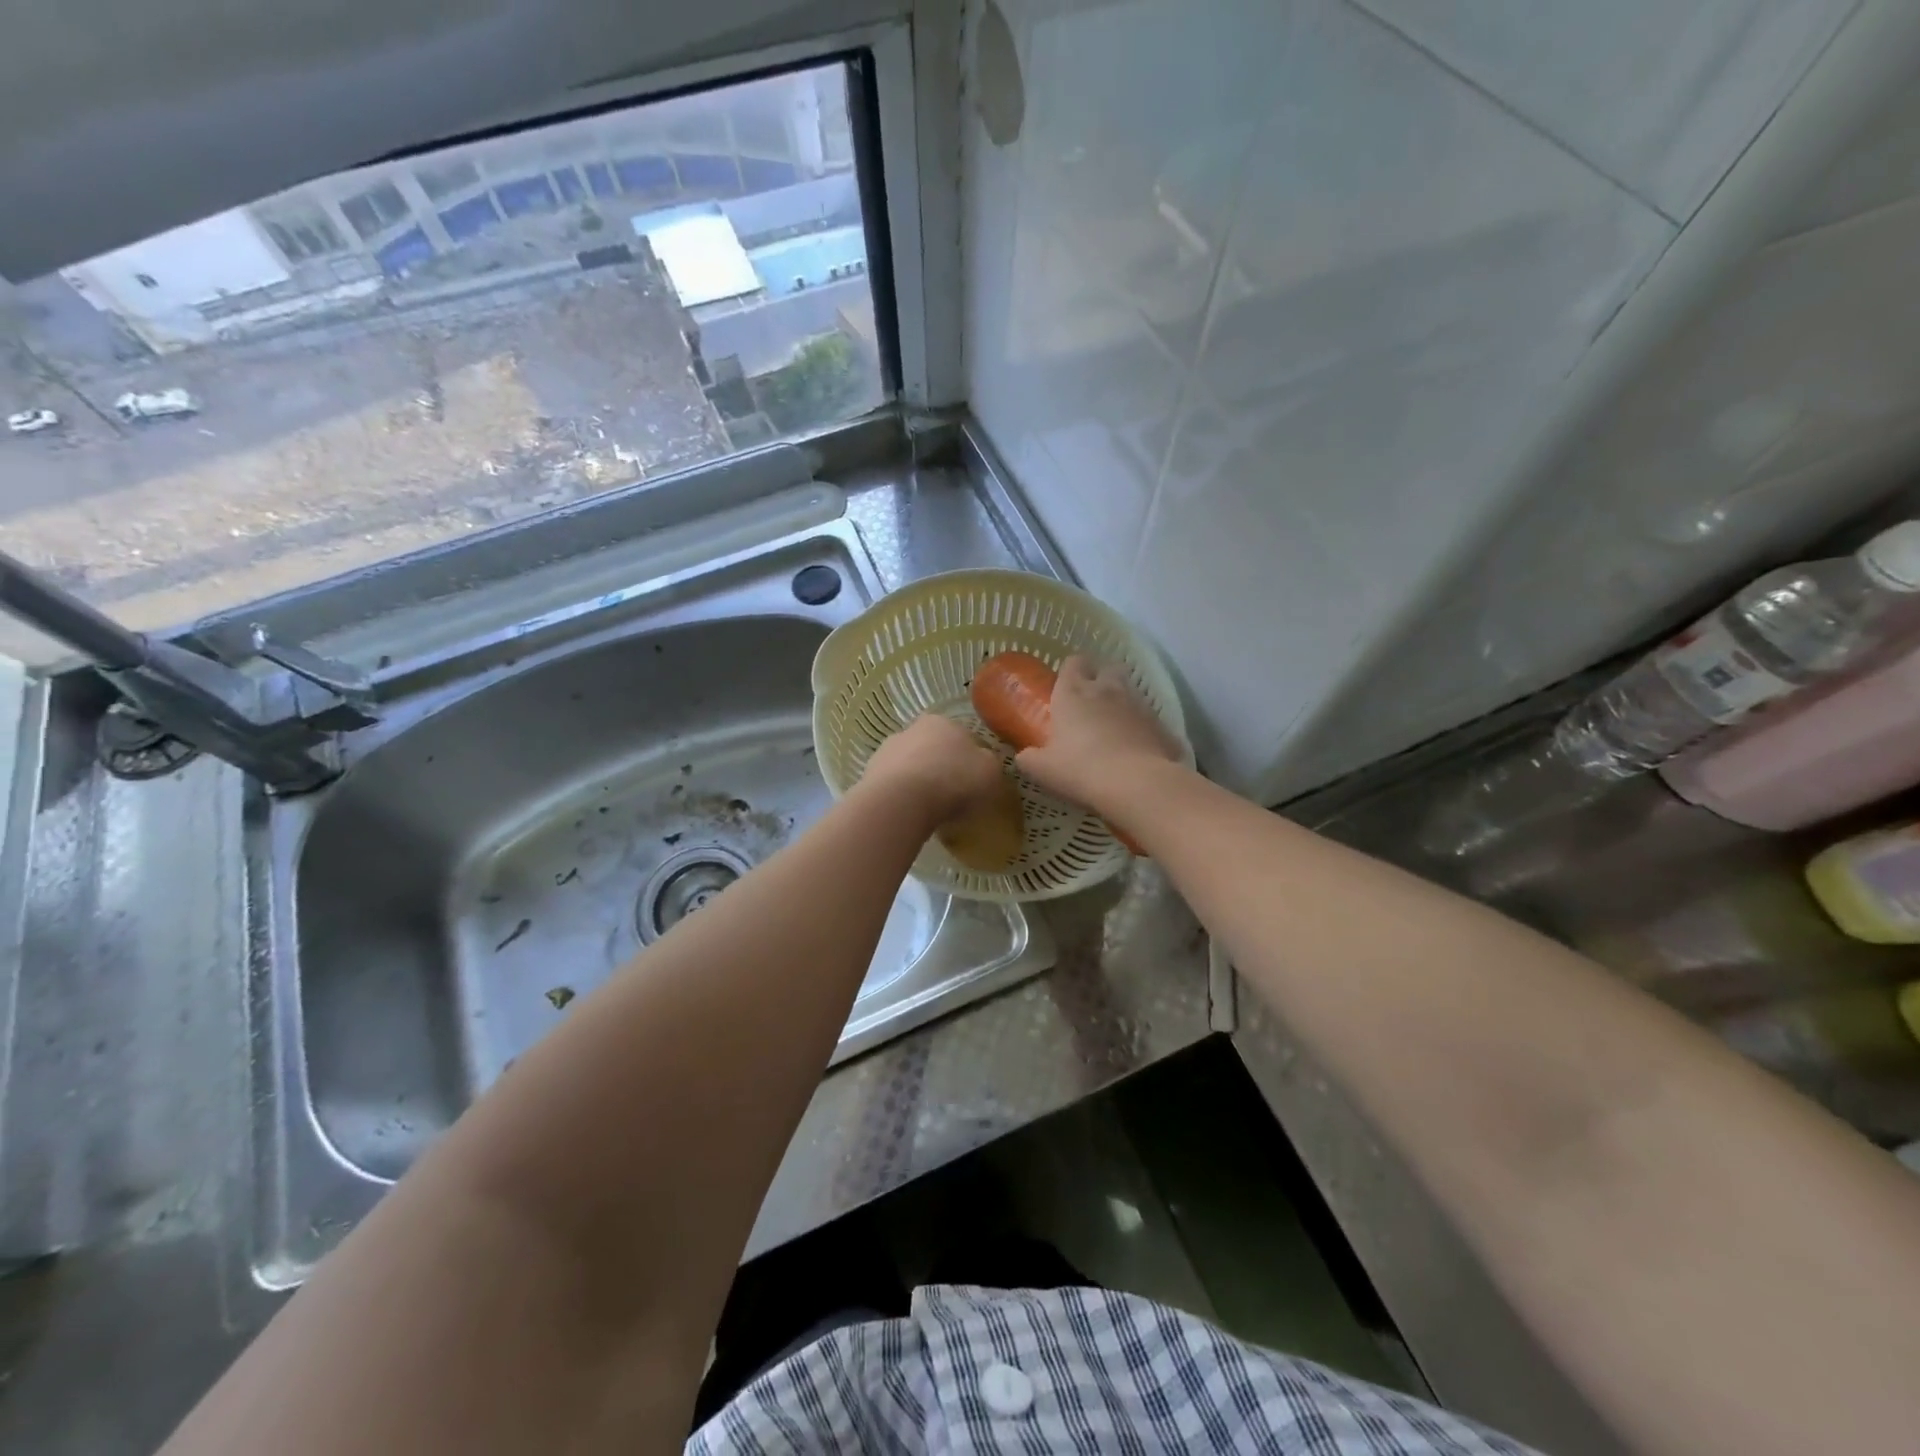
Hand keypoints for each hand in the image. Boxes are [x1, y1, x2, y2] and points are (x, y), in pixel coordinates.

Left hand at [861, 713, 1006, 826]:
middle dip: (940, 768)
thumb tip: (984, 763)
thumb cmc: (954, 780)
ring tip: (931, 810)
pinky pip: (893, 787)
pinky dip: (902, 798)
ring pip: (909, 767)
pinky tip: (911, 815)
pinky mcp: (868, 776)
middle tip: (952, 795)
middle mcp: (910, 729)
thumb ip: (990, 764)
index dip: (968, 758)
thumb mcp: (991, 772)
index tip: (973, 780)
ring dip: (918, 783)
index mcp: (941, 721)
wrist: (902, 801)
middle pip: (932, 749)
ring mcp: (885, 752)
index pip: (959, 736)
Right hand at [1016, 656, 1181, 815]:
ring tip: (1114, 728)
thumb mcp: (1043, 769)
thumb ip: (1030, 758)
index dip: (1070, 671)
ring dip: (1123, 703)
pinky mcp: (1162, 725)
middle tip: (1092, 701)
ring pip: (1131, 691)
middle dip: (1101, 678)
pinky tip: (1137, 750)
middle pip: (1108, 667)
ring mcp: (1139, 705)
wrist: (1136, 784)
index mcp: (1074, 693)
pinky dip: (1143, 730)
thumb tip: (1024, 756)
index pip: (1073, 662)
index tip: (1065, 686)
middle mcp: (1108, 689)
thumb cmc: (1080, 769)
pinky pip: (1150, 721)